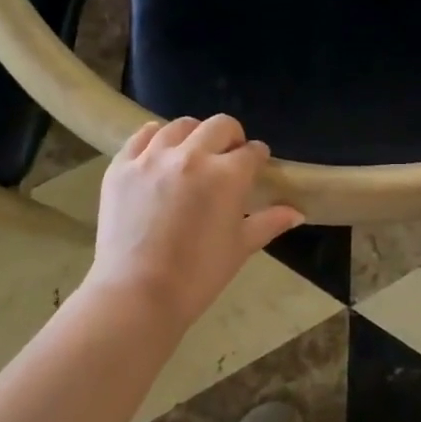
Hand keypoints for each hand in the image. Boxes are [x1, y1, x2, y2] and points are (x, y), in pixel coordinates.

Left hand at [90, 115, 304, 332]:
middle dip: (231, 137)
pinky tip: (159, 152)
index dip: (257, 157)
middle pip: (220, 126)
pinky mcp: (122, 166)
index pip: (251, 151)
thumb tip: (297, 213)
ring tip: (192, 154)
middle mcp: (192, 155)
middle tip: (228, 158)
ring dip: (194, 135)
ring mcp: (153, 157)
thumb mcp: (240, 248)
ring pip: (181, 126)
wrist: (136, 296)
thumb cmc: (197, 276)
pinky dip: (154, 138)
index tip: (256, 165)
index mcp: (226, 175)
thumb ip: (269, 222)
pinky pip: (142, 136)